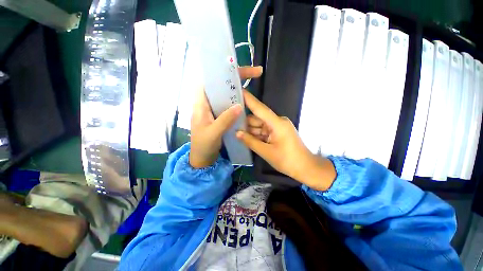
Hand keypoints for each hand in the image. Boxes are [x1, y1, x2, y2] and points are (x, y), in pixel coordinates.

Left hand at [189, 66, 262, 167]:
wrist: (202, 158)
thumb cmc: (203, 146)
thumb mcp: (213, 133)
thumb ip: (225, 120)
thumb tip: (239, 105)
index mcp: (201, 104)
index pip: (210, 81)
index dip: (223, 72)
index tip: (239, 68)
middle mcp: (208, 103)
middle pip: (221, 85)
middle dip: (237, 77)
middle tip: (256, 73)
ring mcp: (215, 109)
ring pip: (227, 94)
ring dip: (239, 87)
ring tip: (254, 80)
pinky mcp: (220, 116)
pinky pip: (230, 105)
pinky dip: (238, 100)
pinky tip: (247, 100)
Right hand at [236, 90, 336, 190]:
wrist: (305, 168)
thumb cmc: (288, 160)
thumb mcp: (267, 152)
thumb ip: (251, 141)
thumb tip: (237, 133)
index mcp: (277, 123)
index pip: (260, 108)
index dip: (249, 99)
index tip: (239, 90)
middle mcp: (277, 122)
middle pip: (257, 118)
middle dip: (244, 122)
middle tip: (229, 122)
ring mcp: (277, 128)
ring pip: (259, 126)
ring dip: (249, 130)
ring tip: (234, 130)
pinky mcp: (277, 133)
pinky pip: (263, 131)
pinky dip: (255, 134)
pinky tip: (244, 137)